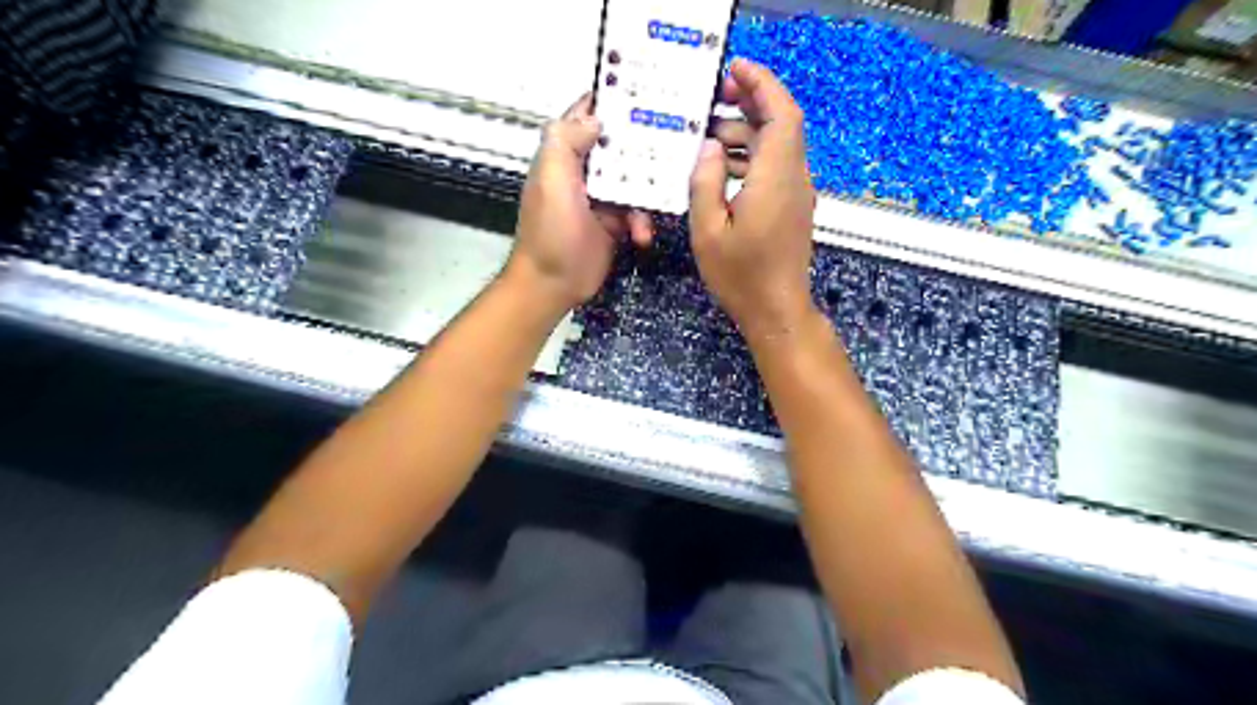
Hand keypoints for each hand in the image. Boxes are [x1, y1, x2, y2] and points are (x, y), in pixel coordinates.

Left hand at [506, 93, 651, 311]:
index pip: (588, 114)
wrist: (554, 284)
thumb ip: (566, 142)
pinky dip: (643, 221)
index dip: (613, 100)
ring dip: (647, 192)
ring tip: (654, 204)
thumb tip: (596, 119)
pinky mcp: (615, 222)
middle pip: (620, 145)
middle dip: (644, 144)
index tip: (647, 91)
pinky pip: (638, 211)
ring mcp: (601, 197)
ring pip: (634, 179)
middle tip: (676, 140)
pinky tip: (641, 234)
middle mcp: (585, 170)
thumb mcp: (551, 180)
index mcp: (564, 153)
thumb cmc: (550, 231)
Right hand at [686, 57, 816, 337]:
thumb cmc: (741, 276)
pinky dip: (754, 155)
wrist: (777, 310)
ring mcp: (797, 193)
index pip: (781, 114)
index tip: (736, 69)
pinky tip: (724, 166)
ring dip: (750, 131)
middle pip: (783, 123)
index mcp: (775, 179)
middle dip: (753, 101)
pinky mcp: (793, 207)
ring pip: (780, 145)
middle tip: (716, 97)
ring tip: (711, 133)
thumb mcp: (708, 231)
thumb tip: (710, 147)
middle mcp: (794, 178)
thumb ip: (705, 183)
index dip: (762, 84)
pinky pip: (777, 167)